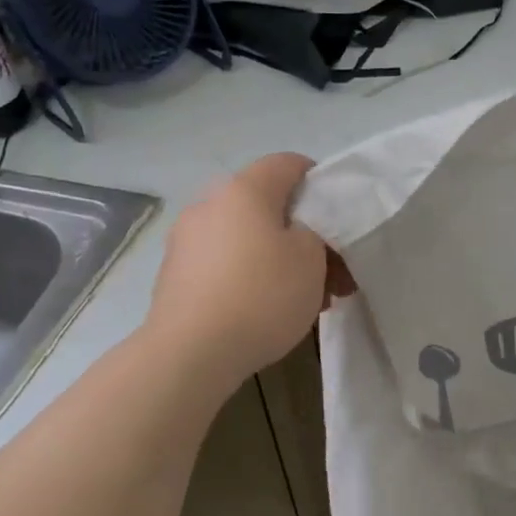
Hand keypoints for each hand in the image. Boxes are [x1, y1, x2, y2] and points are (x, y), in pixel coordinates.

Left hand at [146, 153, 332, 391]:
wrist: (190, 352)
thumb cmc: (261, 295)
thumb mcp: (311, 258)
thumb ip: (315, 231)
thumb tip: (299, 231)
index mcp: (244, 189)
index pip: (289, 163)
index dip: (320, 182)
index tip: (339, 217)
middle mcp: (210, 203)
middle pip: (268, 206)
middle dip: (304, 234)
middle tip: (331, 272)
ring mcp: (187, 239)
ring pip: (248, 238)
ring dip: (280, 259)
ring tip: (307, 299)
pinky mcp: (176, 273)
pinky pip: (225, 262)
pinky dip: (251, 276)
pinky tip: (269, 310)